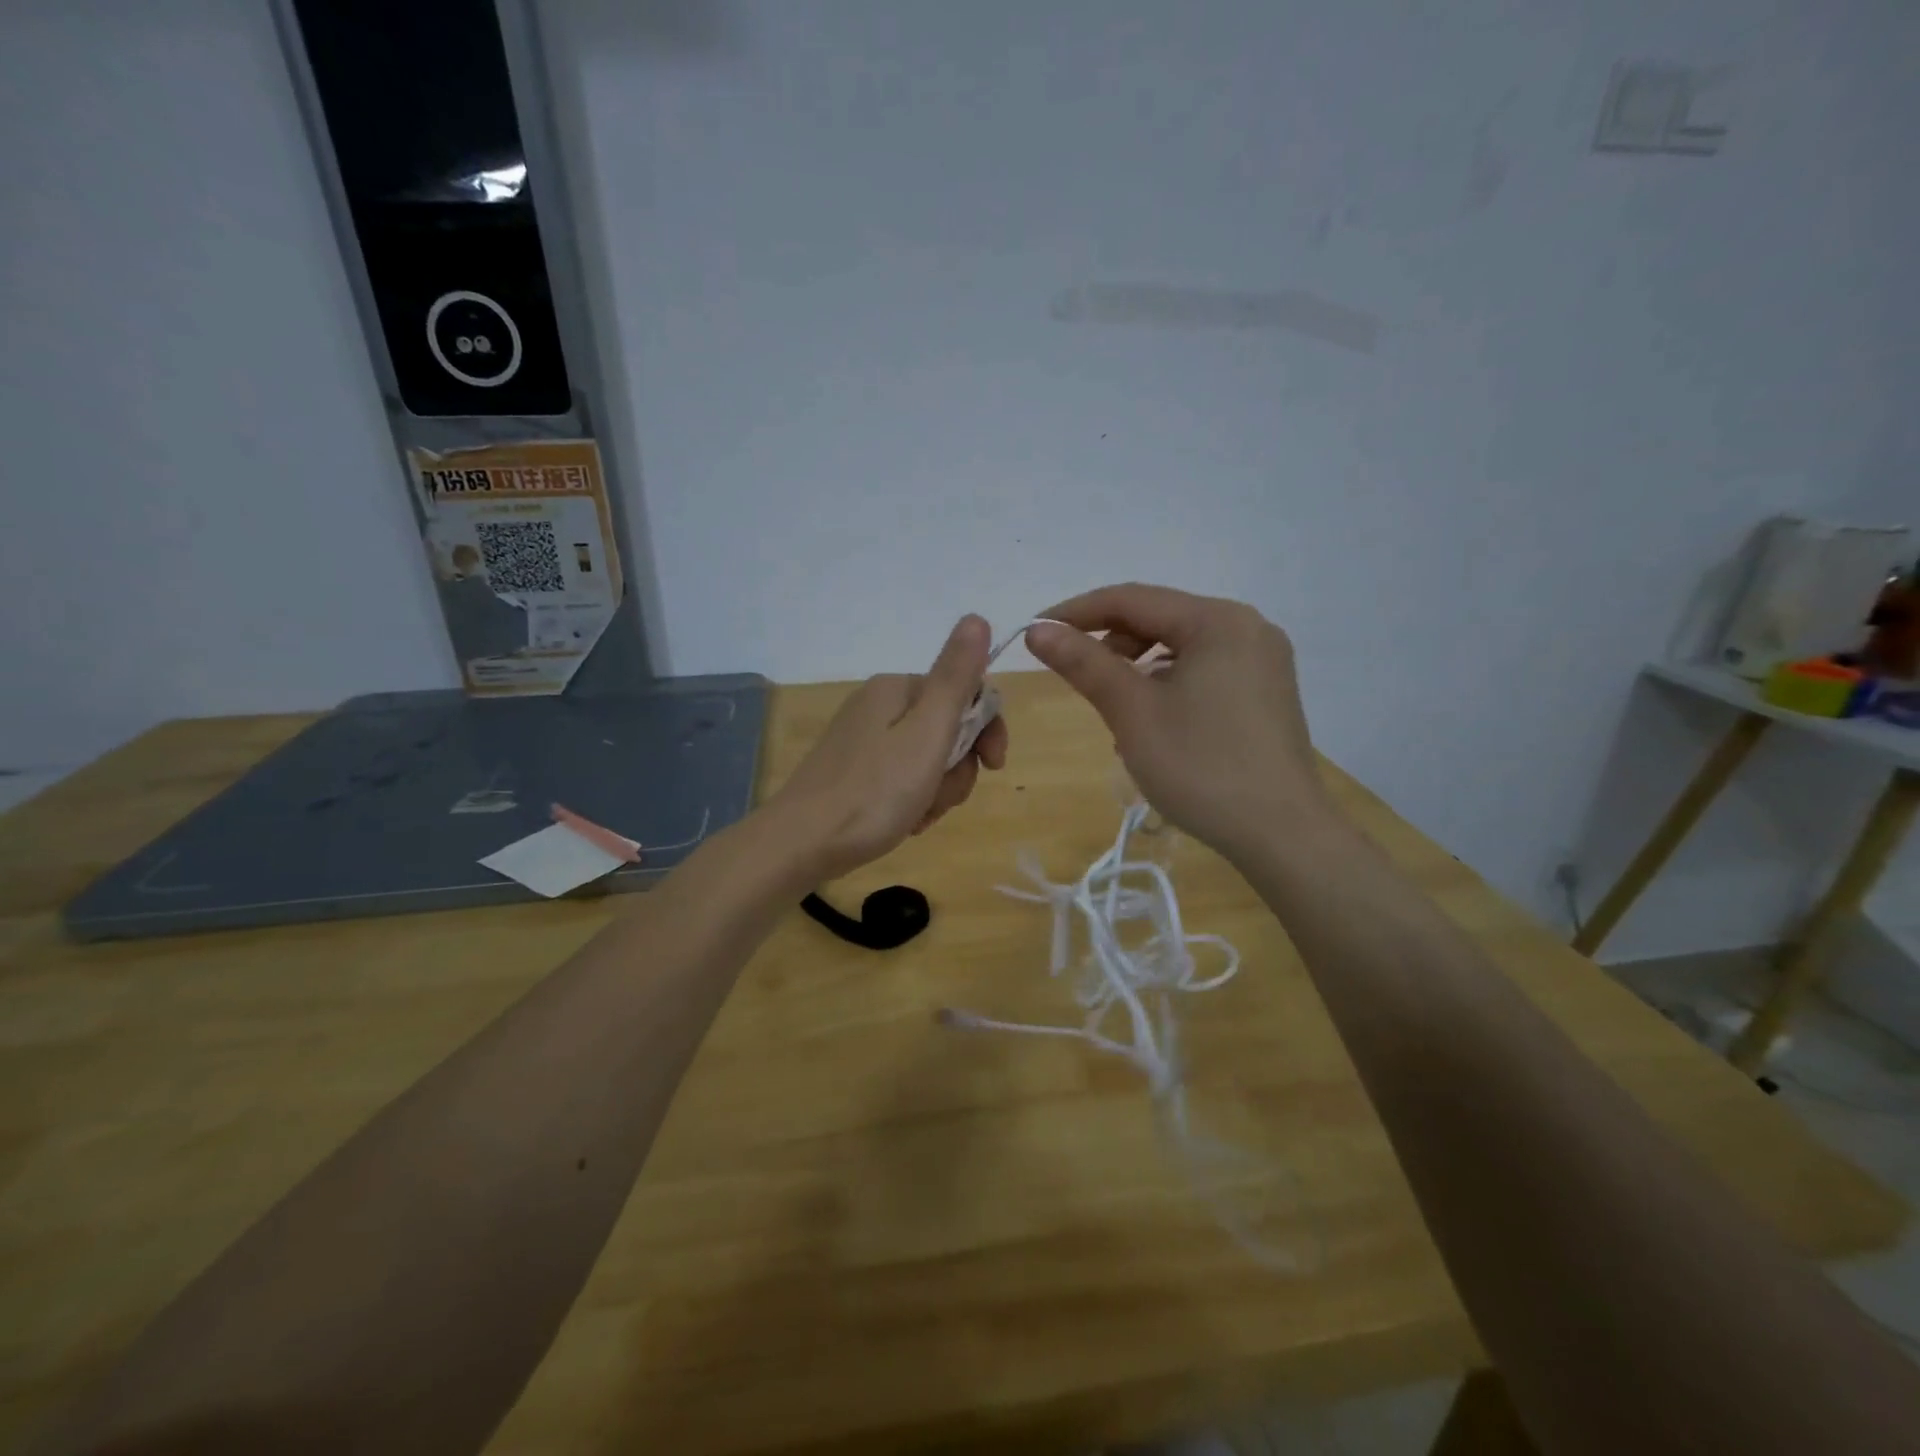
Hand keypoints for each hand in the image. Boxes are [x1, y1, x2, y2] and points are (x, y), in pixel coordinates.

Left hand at [769, 615, 1008, 882]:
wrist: (801, 844)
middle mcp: (879, 705)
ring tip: (918, 815)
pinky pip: (903, 778)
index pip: (967, 693)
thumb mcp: (927, 733)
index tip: (994, 766)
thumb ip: (956, 677)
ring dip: (937, 789)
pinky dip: (913, 799)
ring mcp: (864, 739)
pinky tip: (904, 822)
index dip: (988, 730)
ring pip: (929, 759)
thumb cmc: (873, 791)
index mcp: (897, 689)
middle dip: (957, 768)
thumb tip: (977, 617)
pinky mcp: (855, 771)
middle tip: (940, 797)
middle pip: (948, 729)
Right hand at [1025, 583, 1328, 861]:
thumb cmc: (1200, 766)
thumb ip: (1084, 663)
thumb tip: (1037, 630)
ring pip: (1181, 647)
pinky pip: (1204, 671)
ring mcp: (1263, 661)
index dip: (1076, 612)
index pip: (1132, 599)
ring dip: (1137, 667)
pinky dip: (1168, 684)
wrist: (1282, 834)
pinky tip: (1151, 721)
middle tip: (1073, 674)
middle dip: (1110, 642)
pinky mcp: (1266, 692)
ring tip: (1112, 706)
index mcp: (1218, 620)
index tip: (1034, 631)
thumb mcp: (1132, 712)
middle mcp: (1247, 627)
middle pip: (1160, 619)